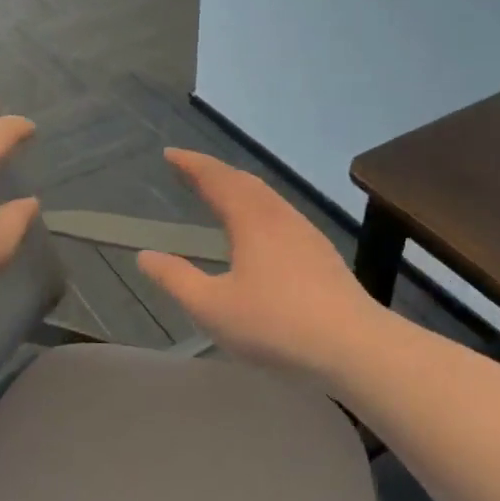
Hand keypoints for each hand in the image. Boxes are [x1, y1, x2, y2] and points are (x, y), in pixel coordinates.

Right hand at [137, 150, 379, 379]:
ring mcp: (306, 234)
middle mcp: (280, 217)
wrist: (354, 346)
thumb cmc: (275, 324)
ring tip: (219, 193)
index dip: (191, 164)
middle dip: (214, 171)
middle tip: (188, 170)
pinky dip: (258, 207)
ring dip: (238, 188)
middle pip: (244, 181)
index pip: (216, 179)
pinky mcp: (322, 254)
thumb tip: (145, 256)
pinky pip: (281, 214)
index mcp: (251, 221)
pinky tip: (259, 230)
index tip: (169, 154)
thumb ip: (176, 279)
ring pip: (267, 197)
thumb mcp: (212, 307)